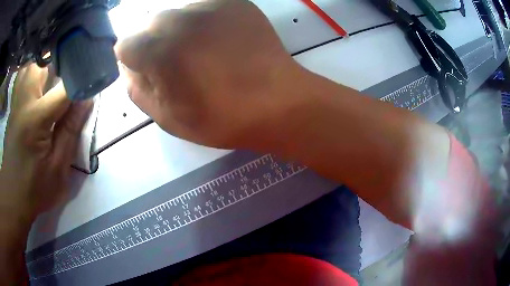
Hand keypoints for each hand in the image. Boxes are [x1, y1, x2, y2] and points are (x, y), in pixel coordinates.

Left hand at [0, 63, 92, 219]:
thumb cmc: (35, 189)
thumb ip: (70, 131)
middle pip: (44, 63)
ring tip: (56, 75)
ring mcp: (16, 103)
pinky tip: (40, 82)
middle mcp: (23, 102)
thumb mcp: (58, 168)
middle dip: (61, 63)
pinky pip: (23, 77)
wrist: (13, 197)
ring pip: (31, 65)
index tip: (97, 76)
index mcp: (35, 120)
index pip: (64, 88)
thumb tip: (87, 100)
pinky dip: (33, 71)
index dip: (83, 79)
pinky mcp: (13, 107)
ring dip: (45, 65)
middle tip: (73, 73)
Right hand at [116, 0, 306, 148]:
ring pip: (178, 13)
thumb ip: (139, 90)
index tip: (149, 70)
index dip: (135, 59)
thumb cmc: (221, 118)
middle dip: (155, 42)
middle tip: (179, 61)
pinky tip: (222, 39)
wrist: (278, 102)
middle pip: (150, 24)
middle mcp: (180, 20)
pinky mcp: (235, 2)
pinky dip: (205, 21)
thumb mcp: (169, 118)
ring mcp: (210, 6)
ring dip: (180, 29)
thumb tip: (130, 69)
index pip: (125, 44)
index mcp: (159, 51)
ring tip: (204, 50)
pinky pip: (205, 7)